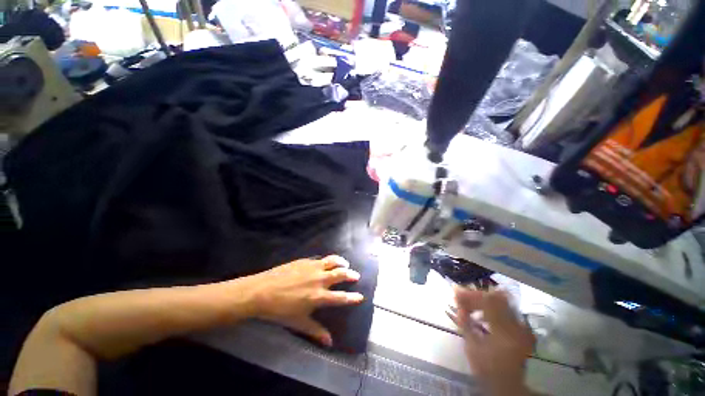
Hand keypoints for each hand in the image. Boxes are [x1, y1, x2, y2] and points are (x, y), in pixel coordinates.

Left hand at [238, 255, 363, 346]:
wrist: (261, 291)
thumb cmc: (279, 310)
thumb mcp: (298, 323)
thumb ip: (315, 331)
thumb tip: (329, 342)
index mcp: (319, 296)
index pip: (341, 297)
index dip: (353, 297)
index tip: (361, 296)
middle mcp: (320, 279)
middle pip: (340, 274)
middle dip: (351, 274)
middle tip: (355, 275)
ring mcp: (313, 267)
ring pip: (332, 261)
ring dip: (341, 262)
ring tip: (345, 263)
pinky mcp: (305, 260)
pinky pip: (321, 258)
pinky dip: (328, 260)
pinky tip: (326, 262)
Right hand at [448, 288, 535, 395]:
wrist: (507, 385)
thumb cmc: (486, 369)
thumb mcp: (471, 346)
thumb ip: (465, 322)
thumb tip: (457, 302)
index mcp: (504, 332)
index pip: (488, 302)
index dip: (470, 295)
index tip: (456, 293)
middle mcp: (516, 326)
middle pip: (495, 298)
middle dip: (476, 295)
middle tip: (461, 297)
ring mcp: (521, 327)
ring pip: (501, 301)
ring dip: (483, 300)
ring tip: (469, 304)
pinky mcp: (521, 328)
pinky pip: (505, 309)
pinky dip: (491, 306)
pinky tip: (481, 312)